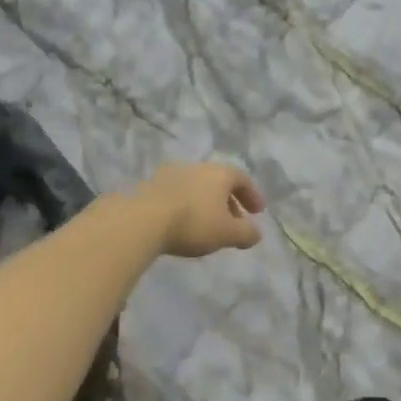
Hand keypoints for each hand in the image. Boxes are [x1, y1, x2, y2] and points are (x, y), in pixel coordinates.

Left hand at [131, 163, 265, 257]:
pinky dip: (186, 206)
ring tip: (207, 225)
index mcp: (220, 173)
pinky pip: (177, 194)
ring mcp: (173, 174)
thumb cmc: (193, 222)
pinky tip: (182, 223)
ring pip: (197, 187)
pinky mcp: (152, 185)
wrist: (143, 219)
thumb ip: (246, 233)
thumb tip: (256, 233)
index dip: (252, 195)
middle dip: (229, 201)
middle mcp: (198, 167)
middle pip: (219, 181)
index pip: (242, 179)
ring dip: (206, 204)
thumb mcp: (227, 233)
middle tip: (234, 221)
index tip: (257, 212)